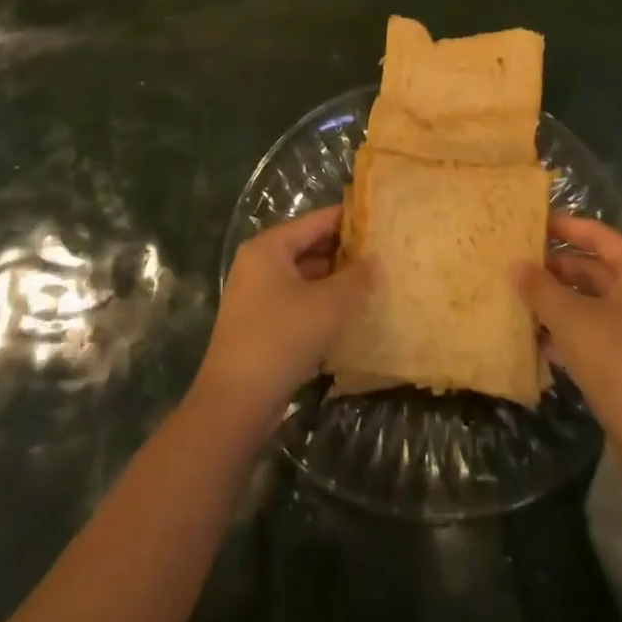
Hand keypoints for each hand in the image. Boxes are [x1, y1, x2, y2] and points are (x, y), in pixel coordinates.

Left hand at [194, 205, 375, 429]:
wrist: (236, 402)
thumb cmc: (281, 338)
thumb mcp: (328, 305)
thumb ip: (356, 278)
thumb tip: (375, 260)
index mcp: (269, 248)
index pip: (317, 221)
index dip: (351, 220)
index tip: (383, 222)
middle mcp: (260, 264)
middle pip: (310, 247)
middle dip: (346, 253)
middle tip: (386, 255)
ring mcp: (258, 296)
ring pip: (306, 277)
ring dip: (336, 281)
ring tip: (376, 283)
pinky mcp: (262, 325)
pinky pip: (299, 302)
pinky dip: (323, 304)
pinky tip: (352, 315)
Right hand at [515, 214, 621, 460]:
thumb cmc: (619, 364)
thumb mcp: (571, 320)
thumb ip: (540, 287)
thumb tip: (515, 264)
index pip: (598, 235)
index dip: (563, 227)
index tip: (528, 221)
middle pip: (597, 268)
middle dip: (556, 268)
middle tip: (515, 261)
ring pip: (595, 302)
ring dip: (559, 301)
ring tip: (518, 297)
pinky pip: (599, 330)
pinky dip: (571, 330)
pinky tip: (537, 339)